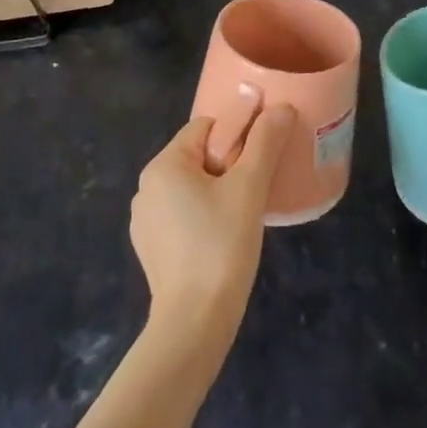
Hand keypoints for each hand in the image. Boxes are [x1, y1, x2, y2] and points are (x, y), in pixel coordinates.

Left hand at [131, 97, 298, 338]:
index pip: (206, 127)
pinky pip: (183, 214)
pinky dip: (204, 216)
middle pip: (198, 155)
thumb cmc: (222, 244)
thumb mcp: (249, 187)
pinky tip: (224, 238)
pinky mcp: (151, 247)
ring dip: (218, 191)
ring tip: (245, 214)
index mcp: (163, 165)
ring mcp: (145, 220)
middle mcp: (146, 187)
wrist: (195, 321)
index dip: (238, 135)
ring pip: (192, 186)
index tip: (260, 159)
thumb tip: (281, 107)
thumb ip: (265, 142)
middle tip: (257, 188)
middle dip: (230, 164)